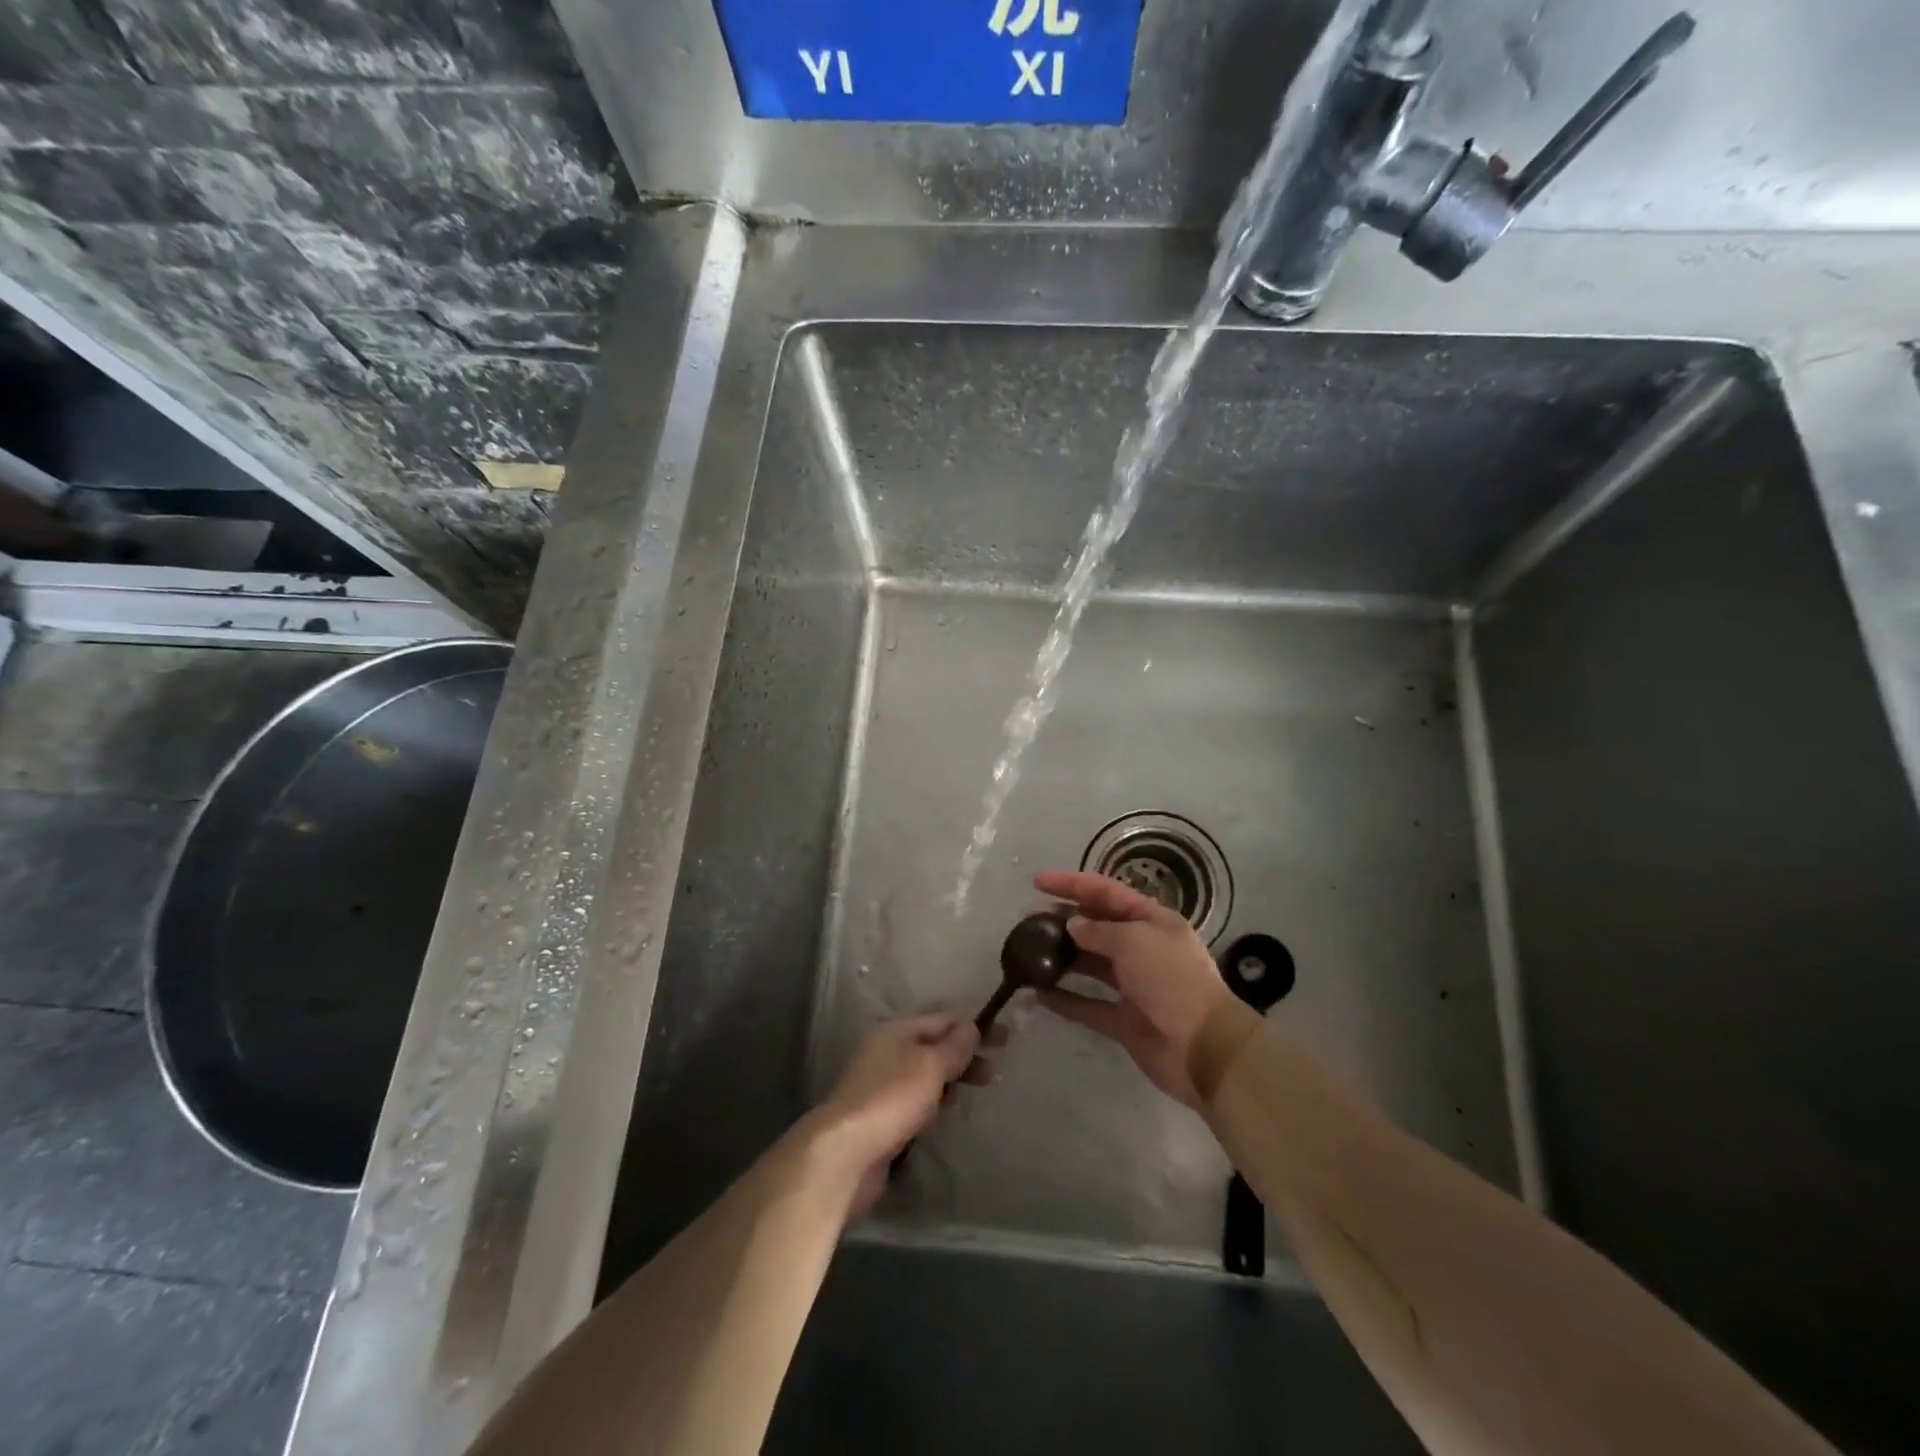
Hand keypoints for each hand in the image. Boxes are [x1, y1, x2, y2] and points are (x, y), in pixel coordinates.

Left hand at [810, 1013, 999, 1213]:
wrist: (846, 1153)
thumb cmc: (892, 1098)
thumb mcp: (930, 1065)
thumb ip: (954, 1046)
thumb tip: (971, 1026)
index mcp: (896, 1030)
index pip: (943, 1019)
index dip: (975, 1025)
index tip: (1005, 1037)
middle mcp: (887, 1051)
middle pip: (934, 1046)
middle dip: (965, 1054)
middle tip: (994, 1070)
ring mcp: (881, 1084)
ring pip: (925, 1074)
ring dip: (951, 1079)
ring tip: (974, 1090)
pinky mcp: (880, 1116)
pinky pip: (915, 1101)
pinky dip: (933, 1103)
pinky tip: (942, 1116)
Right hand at [1034, 869, 1235, 1108]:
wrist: (1203, 1049)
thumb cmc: (1172, 981)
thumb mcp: (1135, 941)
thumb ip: (1099, 931)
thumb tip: (1073, 925)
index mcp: (1153, 921)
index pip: (1106, 892)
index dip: (1072, 883)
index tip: (1037, 880)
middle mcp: (1143, 949)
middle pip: (1097, 926)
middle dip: (1063, 919)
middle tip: (1027, 919)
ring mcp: (1134, 986)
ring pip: (1091, 964)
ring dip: (1062, 956)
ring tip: (1029, 950)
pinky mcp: (1124, 1021)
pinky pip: (1088, 1005)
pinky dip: (1065, 999)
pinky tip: (1039, 994)